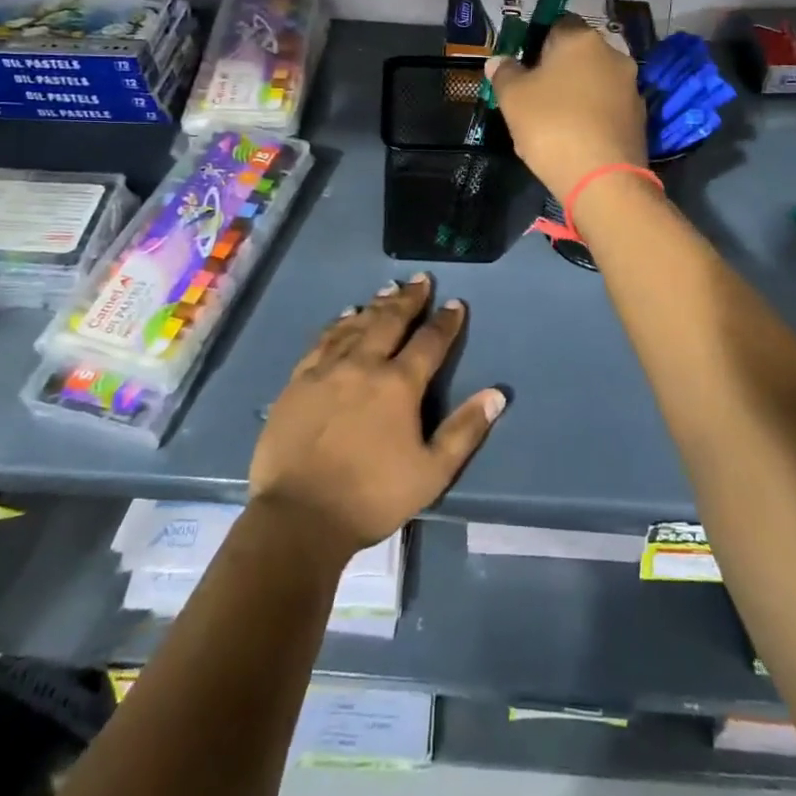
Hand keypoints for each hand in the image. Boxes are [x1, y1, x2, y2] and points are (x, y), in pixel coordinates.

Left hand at [251, 275, 505, 551]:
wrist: (298, 516)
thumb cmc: (372, 497)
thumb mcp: (432, 473)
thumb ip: (464, 431)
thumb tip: (496, 394)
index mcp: (399, 384)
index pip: (429, 342)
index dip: (445, 322)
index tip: (455, 303)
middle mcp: (364, 364)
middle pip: (390, 320)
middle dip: (409, 299)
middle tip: (421, 280)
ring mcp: (327, 369)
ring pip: (356, 324)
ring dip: (376, 305)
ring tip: (389, 290)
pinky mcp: (299, 380)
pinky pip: (323, 340)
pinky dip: (338, 323)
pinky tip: (345, 316)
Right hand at [484, 15, 647, 200]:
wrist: (603, 179)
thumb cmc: (552, 126)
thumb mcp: (513, 98)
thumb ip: (504, 73)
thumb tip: (499, 60)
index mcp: (582, 39)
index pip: (558, 23)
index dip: (538, 42)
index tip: (523, 67)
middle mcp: (614, 55)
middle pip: (579, 54)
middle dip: (558, 70)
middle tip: (534, 97)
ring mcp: (631, 88)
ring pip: (595, 82)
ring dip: (576, 95)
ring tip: (553, 123)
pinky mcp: (640, 119)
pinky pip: (607, 108)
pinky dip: (592, 117)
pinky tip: (575, 140)